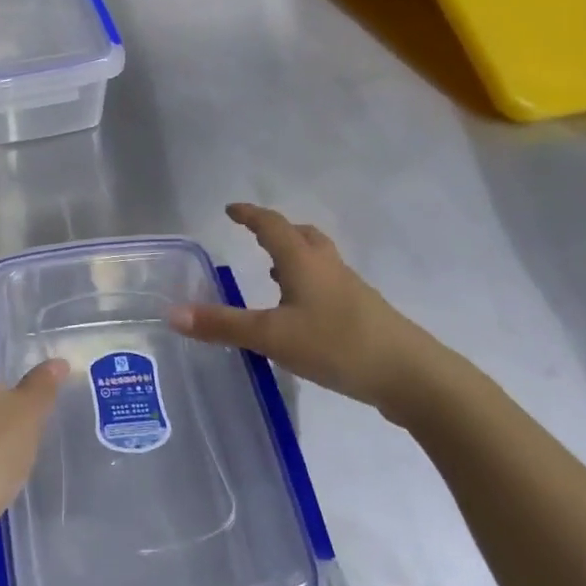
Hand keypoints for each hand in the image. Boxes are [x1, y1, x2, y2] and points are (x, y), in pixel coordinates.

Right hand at [168, 203, 443, 417]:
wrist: (413, 376)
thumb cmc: (338, 345)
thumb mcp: (272, 337)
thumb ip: (223, 325)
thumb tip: (173, 312)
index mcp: (304, 262)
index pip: (273, 225)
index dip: (250, 215)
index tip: (231, 209)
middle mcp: (329, 268)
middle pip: (303, 236)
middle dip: (278, 232)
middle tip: (256, 237)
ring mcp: (351, 291)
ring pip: (319, 262)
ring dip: (295, 259)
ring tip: (274, 275)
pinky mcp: (365, 315)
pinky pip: (330, 286)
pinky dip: (309, 286)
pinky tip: (302, 315)